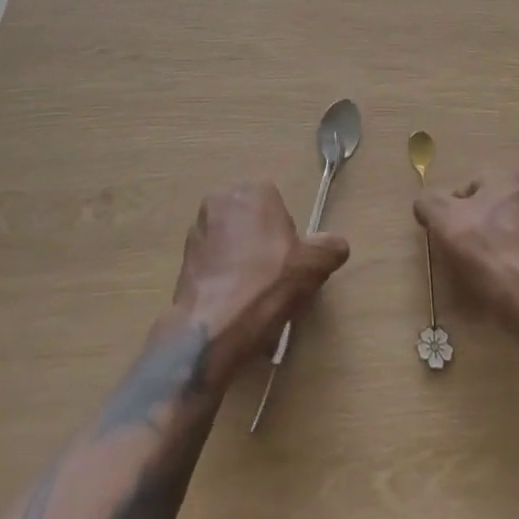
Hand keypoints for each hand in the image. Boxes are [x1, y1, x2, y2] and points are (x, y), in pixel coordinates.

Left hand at [168, 182, 349, 388]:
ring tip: (252, 296)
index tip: (289, 260)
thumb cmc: (268, 283)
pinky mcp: (183, 259)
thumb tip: (336, 246)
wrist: (215, 326)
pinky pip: (212, 264)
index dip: (286, 234)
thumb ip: (331, 247)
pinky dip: (222, 278)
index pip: (276, 205)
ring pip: (230, 242)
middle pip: (251, 221)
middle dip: (261, 244)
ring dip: (240, 260)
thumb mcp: (315, 265)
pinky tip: (233, 305)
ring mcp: (198, 230)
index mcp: (252, 191)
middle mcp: (220, 200)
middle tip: (273, 277)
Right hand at [415, 172, 518, 332]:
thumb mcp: (443, 219)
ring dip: (498, 242)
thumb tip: (426, 203)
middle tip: (464, 252)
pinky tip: (505, 279)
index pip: (471, 187)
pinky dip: (515, 260)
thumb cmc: (486, 250)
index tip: (448, 235)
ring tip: (485, 269)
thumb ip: (429, 202)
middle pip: (493, 207)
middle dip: (477, 225)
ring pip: (511, 228)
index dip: (454, 211)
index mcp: (511, 177)